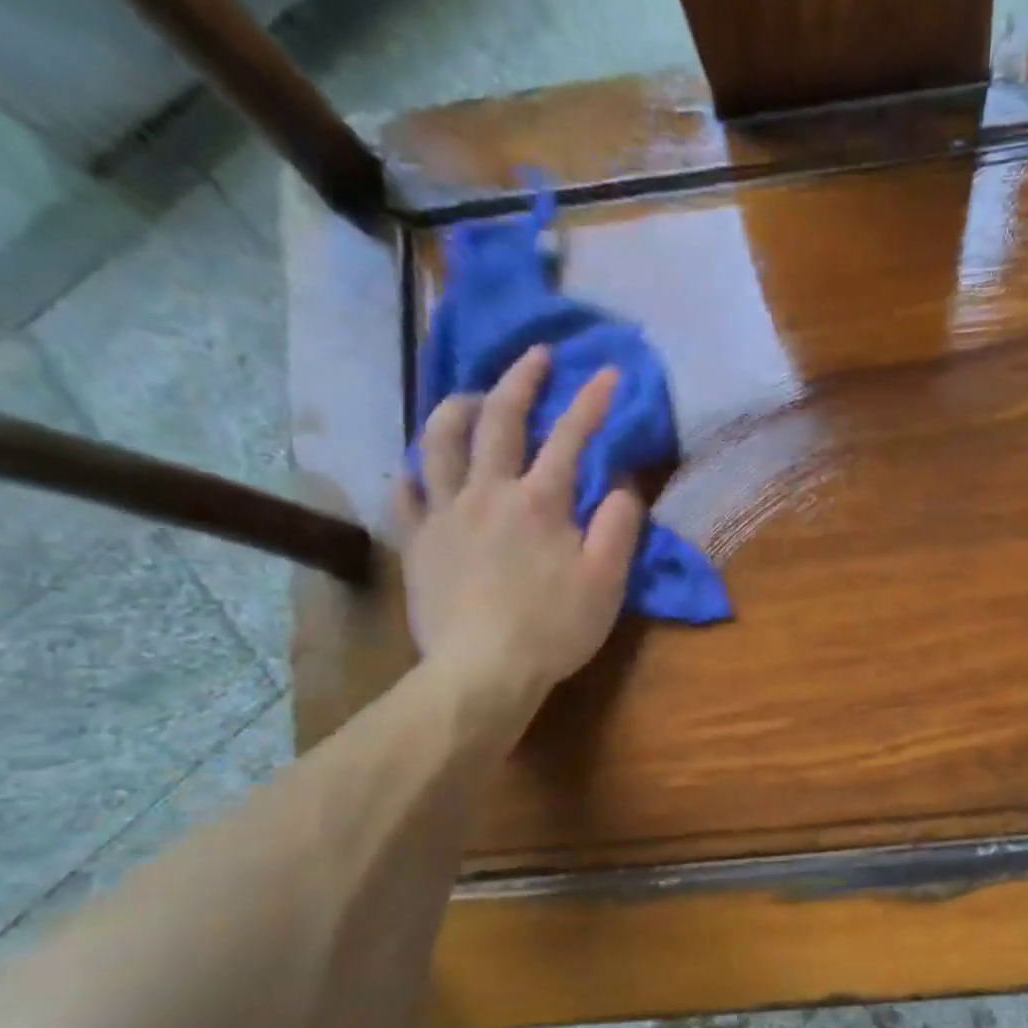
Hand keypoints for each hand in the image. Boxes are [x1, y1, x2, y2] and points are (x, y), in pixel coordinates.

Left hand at [395, 346, 644, 733]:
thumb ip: (619, 527)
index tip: (607, 371)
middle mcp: (488, 492)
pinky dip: (413, 472)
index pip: (570, 437)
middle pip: (500, 420)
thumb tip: (623, 485)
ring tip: (470, 398)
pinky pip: (405, 493)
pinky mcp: (417, 543)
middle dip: (521, 381)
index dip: (591, 401)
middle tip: (535, 357)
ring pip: (440, 442)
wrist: (483, 670)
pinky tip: (418, 468)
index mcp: (540, 501)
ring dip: (456, 409)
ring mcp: (445, 514)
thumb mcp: (607, 581)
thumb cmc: (555, 628)